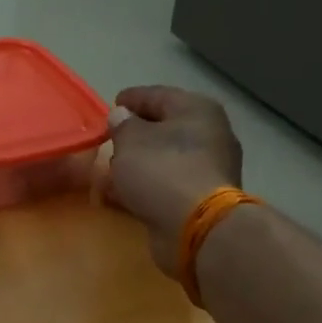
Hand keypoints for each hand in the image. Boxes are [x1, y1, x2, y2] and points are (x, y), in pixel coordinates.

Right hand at [105, 85, 244, 276]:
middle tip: (111, 138)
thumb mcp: (130, 140)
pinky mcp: (202, 198)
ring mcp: (210, 168)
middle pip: (165, 127)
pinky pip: (167, 183)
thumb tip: (122, 116)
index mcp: (197, 110)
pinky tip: (125, 192)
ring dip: (140, 162)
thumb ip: (122, 124)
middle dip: (137, 133)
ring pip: (165, 157)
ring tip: (113, 168)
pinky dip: (146, 184)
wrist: (197, 228)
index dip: (132, 98)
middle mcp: (210, 134)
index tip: (112, 104)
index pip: (158, 95)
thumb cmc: (162, 171)